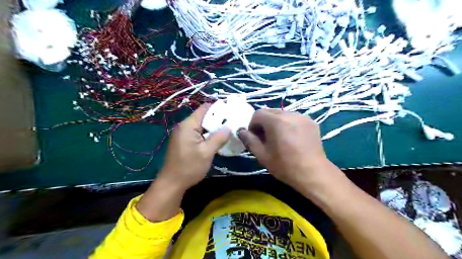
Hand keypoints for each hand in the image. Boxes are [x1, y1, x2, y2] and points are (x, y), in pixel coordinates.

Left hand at [158, 103, 230, 189]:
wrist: (172, 183)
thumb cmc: (189, 167)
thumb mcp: (207, 153)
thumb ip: (218, 138)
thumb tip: (229, 127)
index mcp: (188, 125)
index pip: (204, 109)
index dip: (218, 108)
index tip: (231, 111)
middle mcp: (184, 126)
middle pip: (203, 116)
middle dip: (218, 118)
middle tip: (233, 122)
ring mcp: (183, 134)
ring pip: (201, 126)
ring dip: (213, 127)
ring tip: (228, 129)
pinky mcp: (184, 141)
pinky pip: (198, 133)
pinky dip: (207, 134)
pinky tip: (217, 139)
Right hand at [238, 109, 337, 190]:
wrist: (313, 173)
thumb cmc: (285, 166)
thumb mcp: (262, 155)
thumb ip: (249, 140)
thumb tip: (241, 131)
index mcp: (276, 121)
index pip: (258, 113)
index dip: (253, 125)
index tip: (255, 137)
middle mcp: (289, 114)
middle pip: (270, 111)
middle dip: (264, 123)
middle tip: (266, 138)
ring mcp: (302, 116)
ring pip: (282, 114)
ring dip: (276, 123)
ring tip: (279, 138)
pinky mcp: (311, 121)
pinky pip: (293, 118)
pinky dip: (288, 124)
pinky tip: (291, 137)